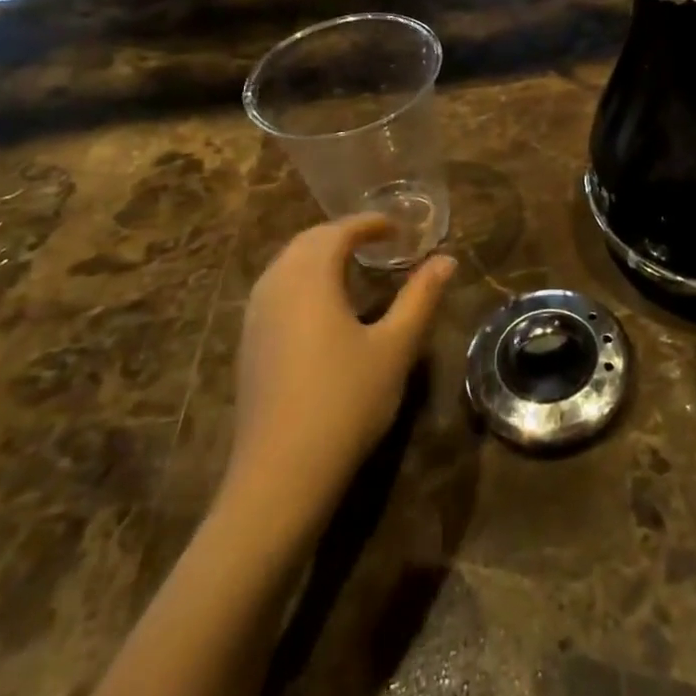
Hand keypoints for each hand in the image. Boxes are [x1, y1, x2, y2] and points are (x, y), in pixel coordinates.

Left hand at [222, 216, 455, 530]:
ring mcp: (256, 316)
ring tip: (352, 267)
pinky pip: (275, 290)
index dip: (369, 223)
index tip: (397, 226)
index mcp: (310, 278)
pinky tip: (322, 307)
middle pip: (307, 242)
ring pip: (286, 265)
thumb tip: (446, 259)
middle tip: (377, 242)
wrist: (282, 473)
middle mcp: (276, 286)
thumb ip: (421, 297)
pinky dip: (301, 280)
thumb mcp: (395, 346)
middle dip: (342, 234)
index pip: (338, 231)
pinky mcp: (249, 344)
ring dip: (318, 256)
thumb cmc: (346, 400)